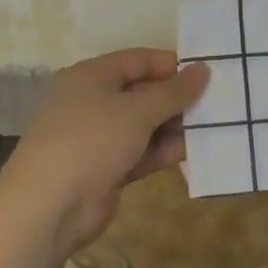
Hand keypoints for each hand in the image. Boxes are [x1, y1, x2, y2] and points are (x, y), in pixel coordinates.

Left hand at [1, 49, 209, 256]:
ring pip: (144, 124)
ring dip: (175, 126)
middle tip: (218, 102)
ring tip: (215, 126)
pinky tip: (196, 152)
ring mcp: (99, 137)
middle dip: (177, 98)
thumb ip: (174, 92)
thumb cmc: (91, 141)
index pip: (138, 60)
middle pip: (143, 92)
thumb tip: (203, 69)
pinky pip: (141, 151)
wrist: (50, 207)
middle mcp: (93, 101)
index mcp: (91, 76)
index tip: (207, 73)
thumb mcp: (137, 111)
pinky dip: (164, 151)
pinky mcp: (106, 168)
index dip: (172, 65)